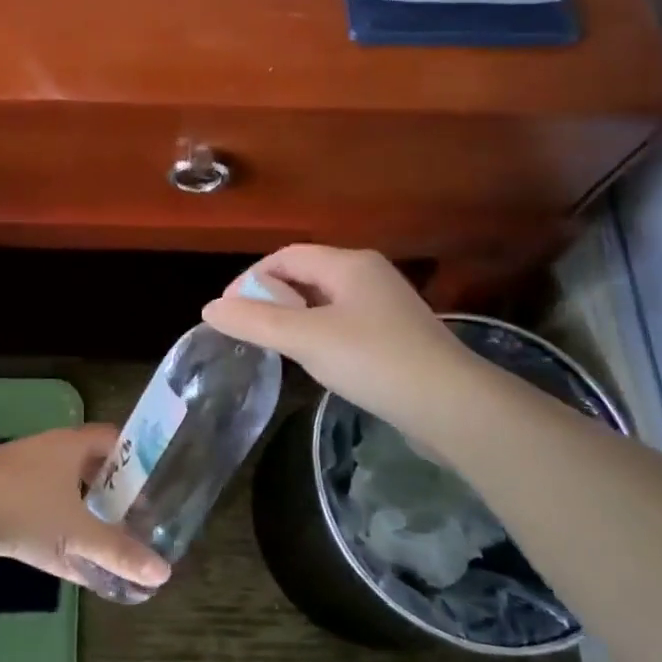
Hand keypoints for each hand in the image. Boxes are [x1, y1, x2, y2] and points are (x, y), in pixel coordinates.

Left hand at [0, 426, 171, 592]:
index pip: (113, 439)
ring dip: (80, 508)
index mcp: (70, 444)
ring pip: (60, 485)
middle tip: (132, 518)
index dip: (135, 459)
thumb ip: (117, 553)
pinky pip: (36, 504)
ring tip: (100, 537)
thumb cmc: (19, 508)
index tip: (152, 488)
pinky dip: (53, 523)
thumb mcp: (73, 533)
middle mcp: (46, 449)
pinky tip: (58, 552)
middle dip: (109, 489)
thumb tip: (163, 574)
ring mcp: (17, 470)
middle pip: (88, 462)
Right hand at [203, 246, 471, 443]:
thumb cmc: (373, 360)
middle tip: (249, 331)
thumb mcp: (306, 339)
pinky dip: (318, 333)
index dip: (251, 279)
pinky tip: (315, 360)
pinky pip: (343, 322)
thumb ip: (256, 322)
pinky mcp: (394, 334)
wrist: (451, 405)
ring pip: (324, 301)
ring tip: (275, 347)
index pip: (285, 256)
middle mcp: (367, 274)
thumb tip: (210, 308)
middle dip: (271, 298)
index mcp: (348, 263)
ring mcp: (384, 305)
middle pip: (305, 275)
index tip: (229, 312)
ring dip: (294, 317)